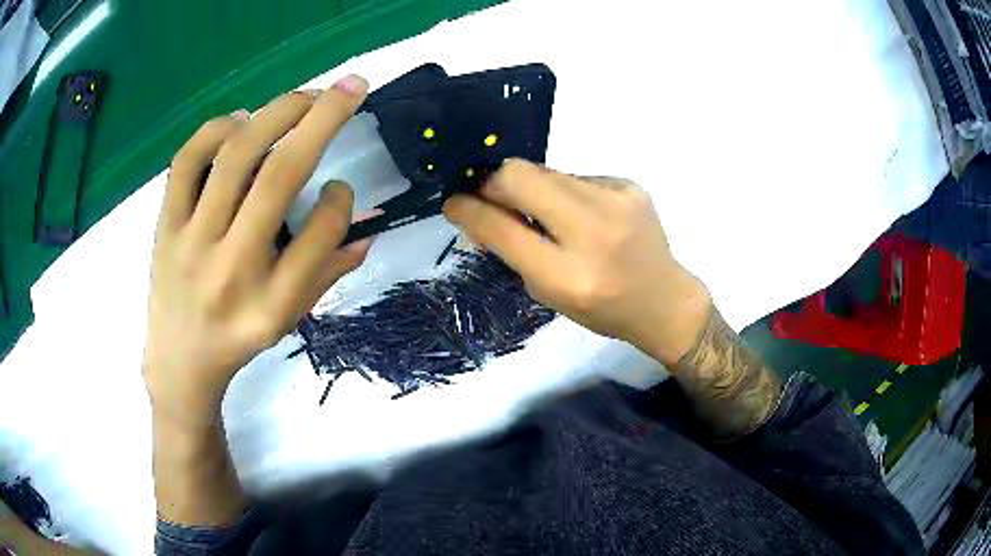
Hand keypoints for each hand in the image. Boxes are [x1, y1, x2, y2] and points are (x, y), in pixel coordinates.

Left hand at [143, 76, 371, 424]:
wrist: (180, 362)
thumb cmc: (239, 340)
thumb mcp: (289, 320)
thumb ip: (328, 272)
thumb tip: (366, 227)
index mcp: (272, 302)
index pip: (320, 235)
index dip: (340, 200)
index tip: (340, 186)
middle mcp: (232, 268)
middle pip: (278, 176)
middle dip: (321, 118)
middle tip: (348, 86)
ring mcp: (191, 242)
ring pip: (234, 158)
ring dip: (275, 113)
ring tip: (303, 96)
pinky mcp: (165, 227)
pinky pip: (186, 164)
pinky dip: (215, 130)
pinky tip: (240, 119)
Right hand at [443, 160, 710, 364]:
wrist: (664, 300)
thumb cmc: (603, 309)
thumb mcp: (550, 294)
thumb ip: (513, 251)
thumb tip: (479, 212)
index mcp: (568, 275)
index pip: (503, 228)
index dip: (470, 210)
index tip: (453, 202)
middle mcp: (593, 231)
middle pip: (521, 175)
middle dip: (496, 183)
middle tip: (493, 198)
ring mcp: (616, 200)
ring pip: (547, 171)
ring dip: (533, 189)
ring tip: (546, 213)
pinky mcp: (629, 185)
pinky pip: (577, 177)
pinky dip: (566, 193)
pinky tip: (583, 215)